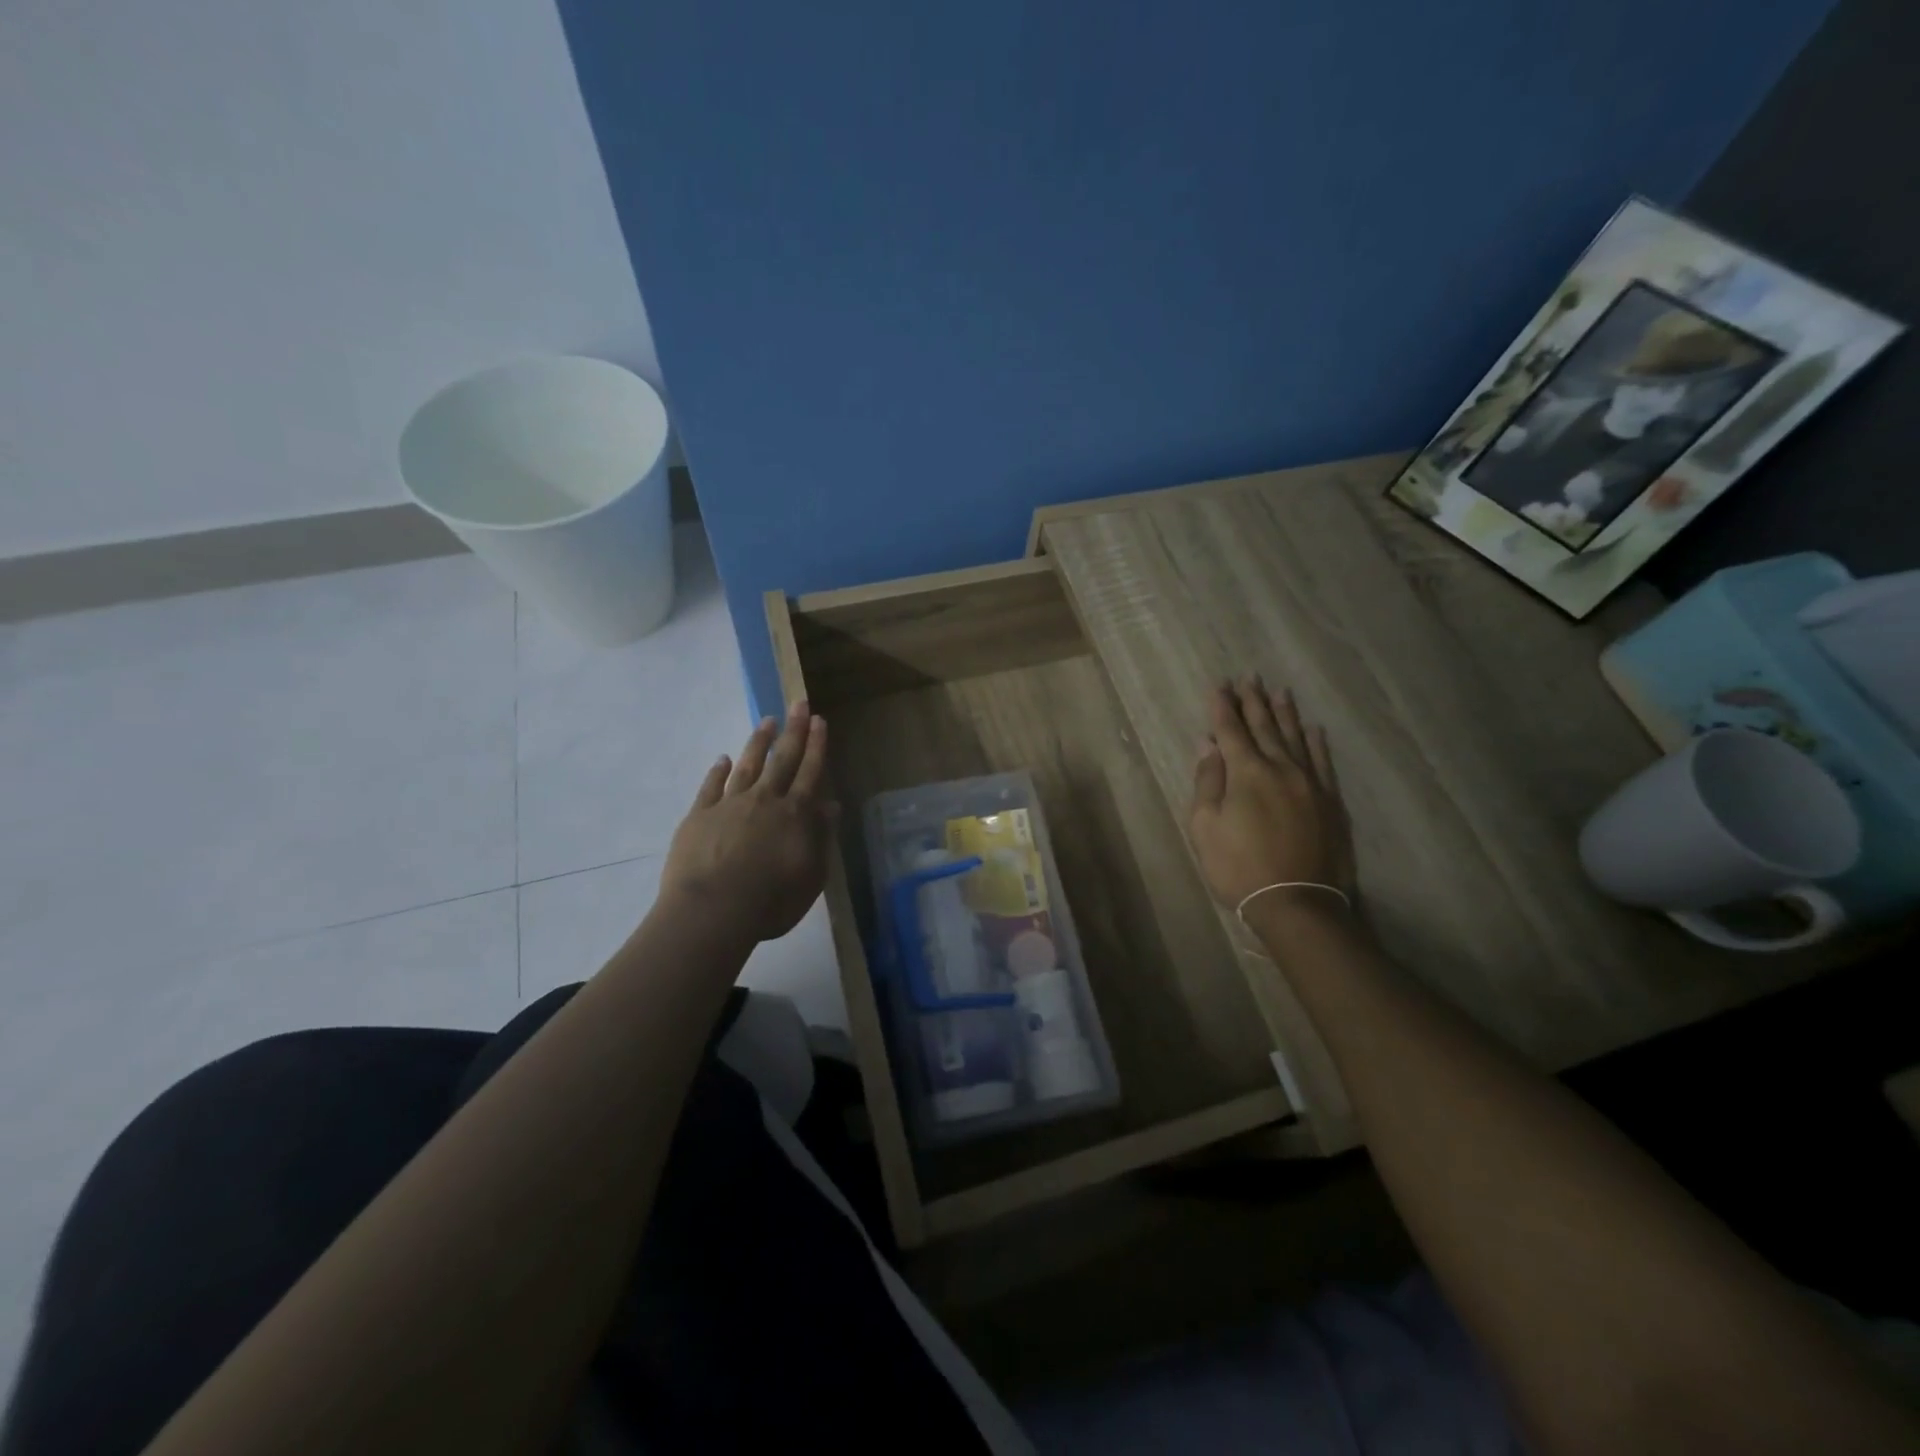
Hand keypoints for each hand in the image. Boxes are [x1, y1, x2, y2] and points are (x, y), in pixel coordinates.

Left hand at [660, 702, 837, 942]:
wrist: (712, 911)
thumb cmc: (771, 901)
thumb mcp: (811, 875)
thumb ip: (820, 838)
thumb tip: (830, 806)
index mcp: (795, 814)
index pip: (810, 772)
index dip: (817, 746)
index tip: (819, 720)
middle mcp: (765, 800)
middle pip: (782, 759)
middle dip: (793, 730)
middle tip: (798, 704)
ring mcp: (729, 804)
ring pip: (748, 765)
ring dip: (759, 742)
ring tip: (766, 721)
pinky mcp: (699, 816)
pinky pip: (711, 786)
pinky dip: (718, 770)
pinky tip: (723, 759)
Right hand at [1187, 676, 1354, 910]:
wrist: (1297, 903)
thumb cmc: (1239, 867)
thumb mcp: (1205, 827)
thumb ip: (1208, 782)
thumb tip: (1208, 746)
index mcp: (1247, 773)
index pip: (1231, 730)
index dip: (1222, 707)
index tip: (1219, 686)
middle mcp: (1281, 768)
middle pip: (1265, 727)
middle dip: (1254, 701)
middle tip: (1250, 677)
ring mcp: (1310, 783)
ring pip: (1296, 738)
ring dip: (1285, 713)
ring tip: (1280, 691)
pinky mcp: (1331, 801)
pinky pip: (1323, 762)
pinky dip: (1317, 742)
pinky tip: (1313, 729)